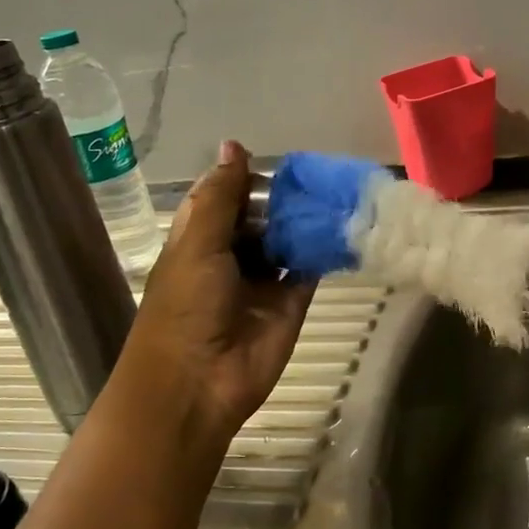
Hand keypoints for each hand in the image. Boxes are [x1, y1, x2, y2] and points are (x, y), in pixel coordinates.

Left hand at [112, 140, 314, 447]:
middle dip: (282, 198)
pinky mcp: (290, 304)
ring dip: (304, 221)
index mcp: (198, 240)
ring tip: (336, 190)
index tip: (274, 158)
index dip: (243, 178)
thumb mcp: (197, 243)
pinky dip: (323, 250)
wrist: (197, 383)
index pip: (222, 198)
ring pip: (287, 242)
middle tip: (317, 172)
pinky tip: (343, 225)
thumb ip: (221, 196)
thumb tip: (234, 144)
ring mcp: (262, 282)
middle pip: (260, 218)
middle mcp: (230, 257)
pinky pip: (309, 271)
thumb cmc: (186, 307)